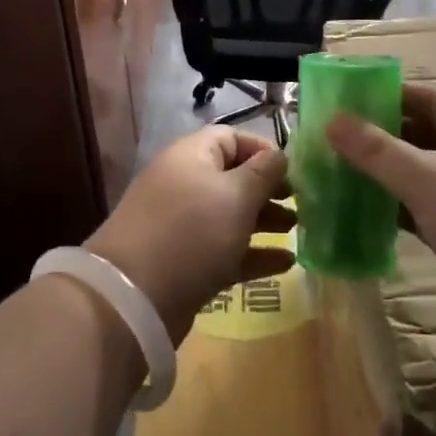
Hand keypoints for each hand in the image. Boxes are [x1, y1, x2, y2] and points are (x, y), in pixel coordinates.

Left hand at [86, 128, 294, 338]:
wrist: (134, 297)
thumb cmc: (192, 232)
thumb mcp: (236, 195)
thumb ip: (263, 172)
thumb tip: (279, 155)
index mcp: (191, 157)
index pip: (231, 138)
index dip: (264, 150)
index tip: (294, 171)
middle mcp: (185, 185)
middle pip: (233, 178)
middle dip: (269, 189)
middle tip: (301, 204)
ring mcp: (183, 226)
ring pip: (231, 215)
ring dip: (265, 220)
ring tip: (297, 231)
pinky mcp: (186, 262)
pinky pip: (226, 250)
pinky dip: (254, 253)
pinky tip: (286, 263)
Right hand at [326, 82, 435, 340]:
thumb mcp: (431, 183)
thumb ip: (380, 152)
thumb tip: (333, 120)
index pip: (434, 99)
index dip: (394, 95)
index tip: (350, 98)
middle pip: (428, 135)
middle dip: (385, 135)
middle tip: (337, 137)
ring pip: (425, 176)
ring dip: (388, 174)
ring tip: (340, 171)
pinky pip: (427, 211)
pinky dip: (398, 208)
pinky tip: (363, 212)